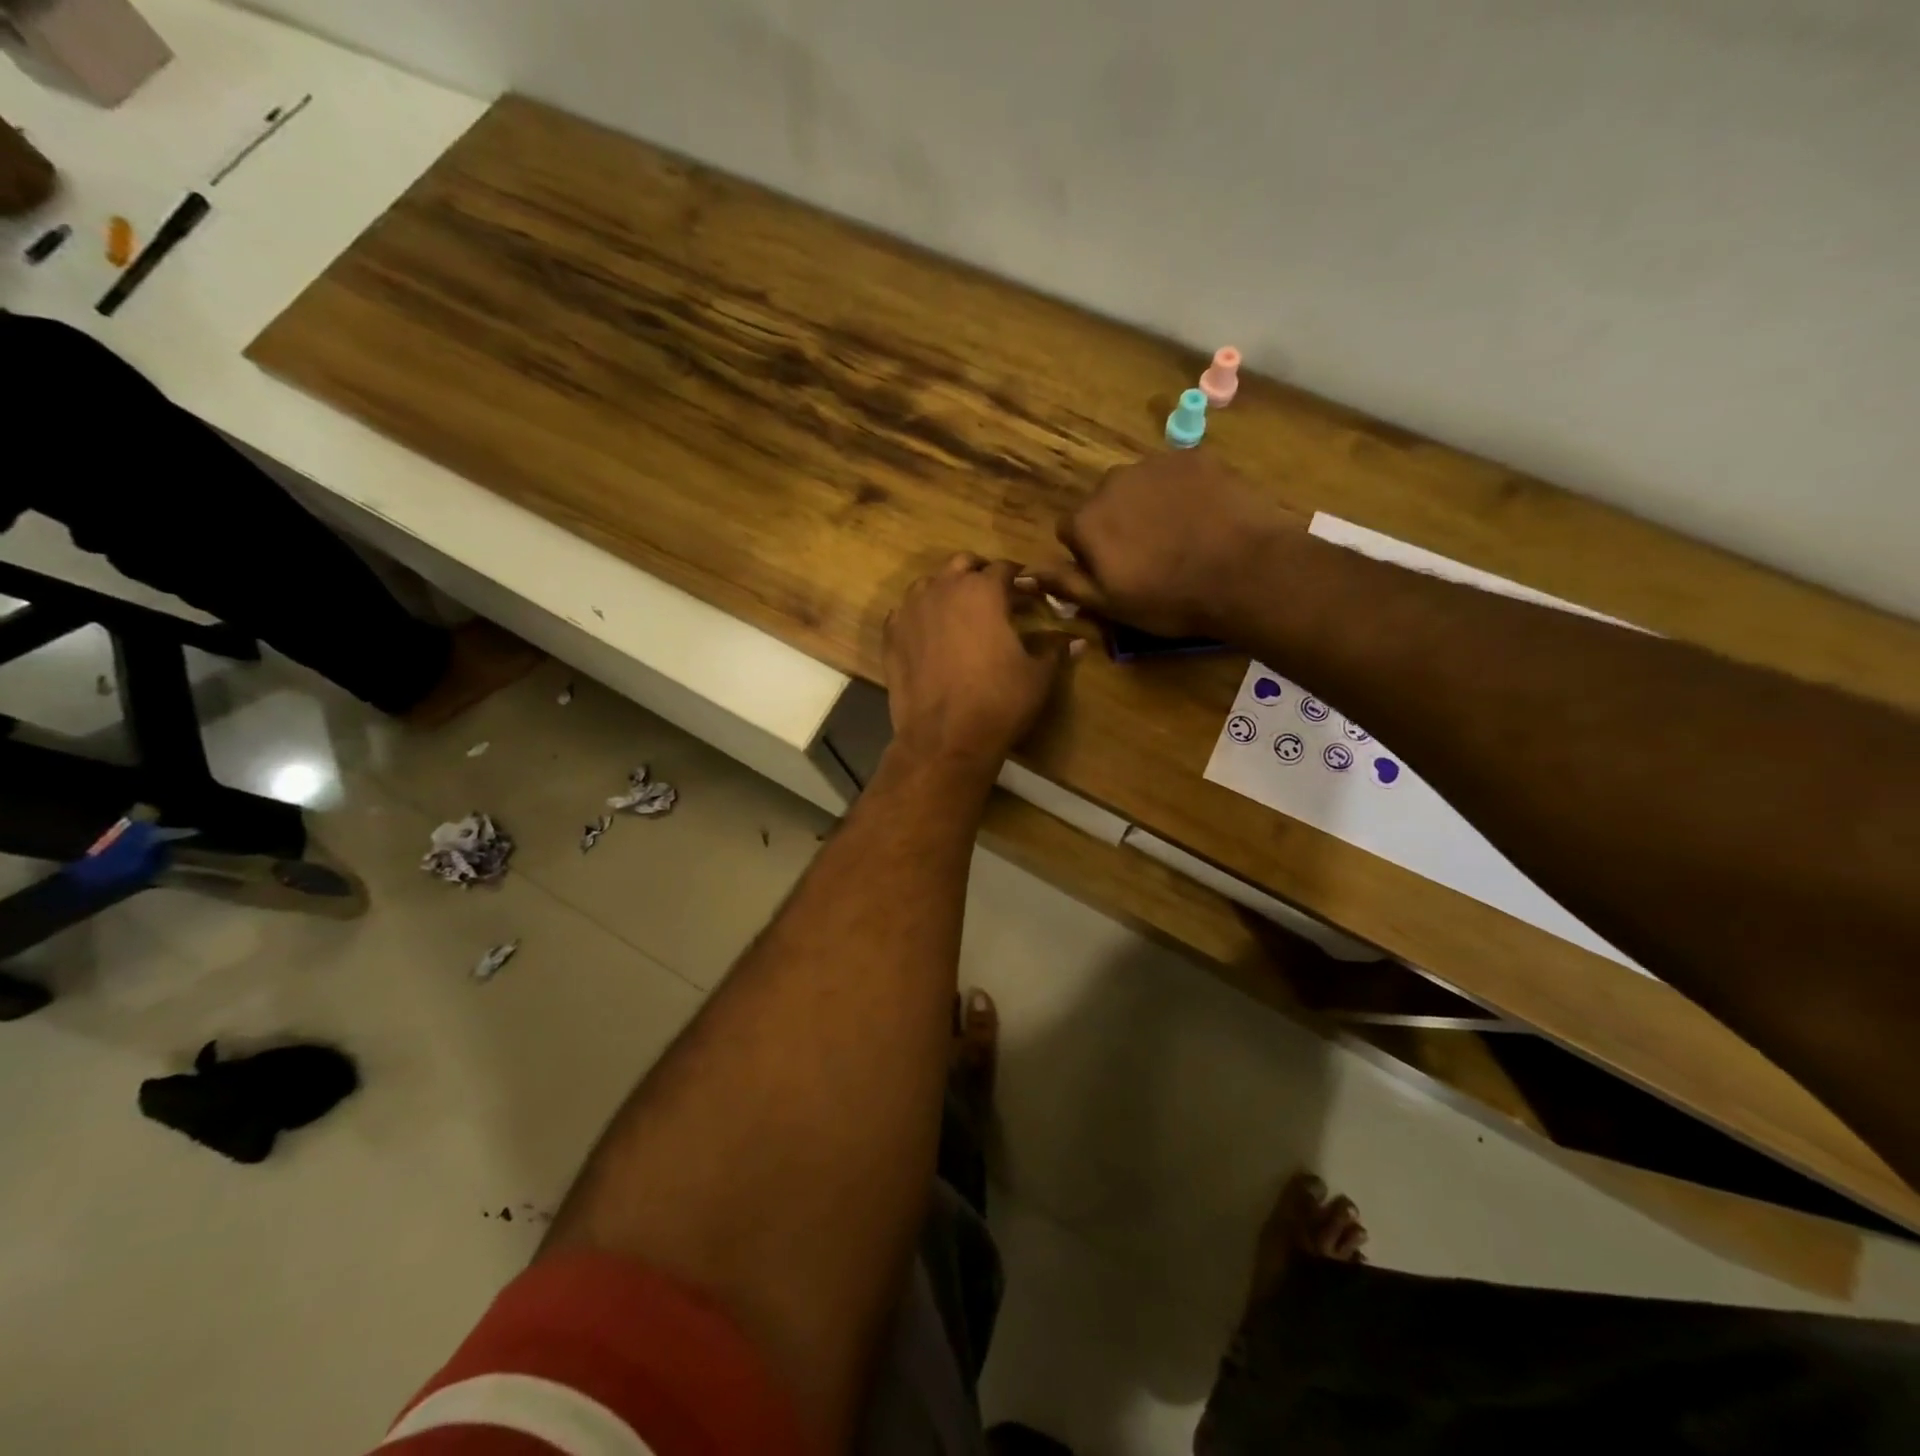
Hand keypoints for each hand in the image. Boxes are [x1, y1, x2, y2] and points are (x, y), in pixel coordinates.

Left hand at [884, 555, 1080, 780]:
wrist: (944, 739)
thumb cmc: (998, 701)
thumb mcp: (1037, 675)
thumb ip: (1055, 650)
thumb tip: (1078, 641)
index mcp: (983, 590)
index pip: (1004, 568)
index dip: (1020, 579)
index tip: (1029, 593)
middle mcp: (943, 589)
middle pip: (962, 565)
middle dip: (980, 575)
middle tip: (995, 597)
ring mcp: (911, 611)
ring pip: (929, 584)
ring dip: (947, 591)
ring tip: (961, 614)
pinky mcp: (891, 636)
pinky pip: (906, 613)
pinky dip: (920, 616)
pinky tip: (931, 635)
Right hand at [1031, 454, 1306, 637]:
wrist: (1245, 572)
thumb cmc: (1169, 598)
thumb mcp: (1109, 604)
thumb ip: (1064, 583)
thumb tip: (1021, 576)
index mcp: (1087, 520)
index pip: (1069, 530)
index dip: (1089, 553)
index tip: (1115, 572)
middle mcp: (1112, 482)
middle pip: (1103, 502)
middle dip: (1117, 523)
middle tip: (1150, 555)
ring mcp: (1155, 464)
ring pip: (1138, 485)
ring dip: (1148, 505)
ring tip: (1180, 535)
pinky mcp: (1195, 456)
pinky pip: (1176, 473)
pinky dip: (1182, 491)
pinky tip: (1204, 517)